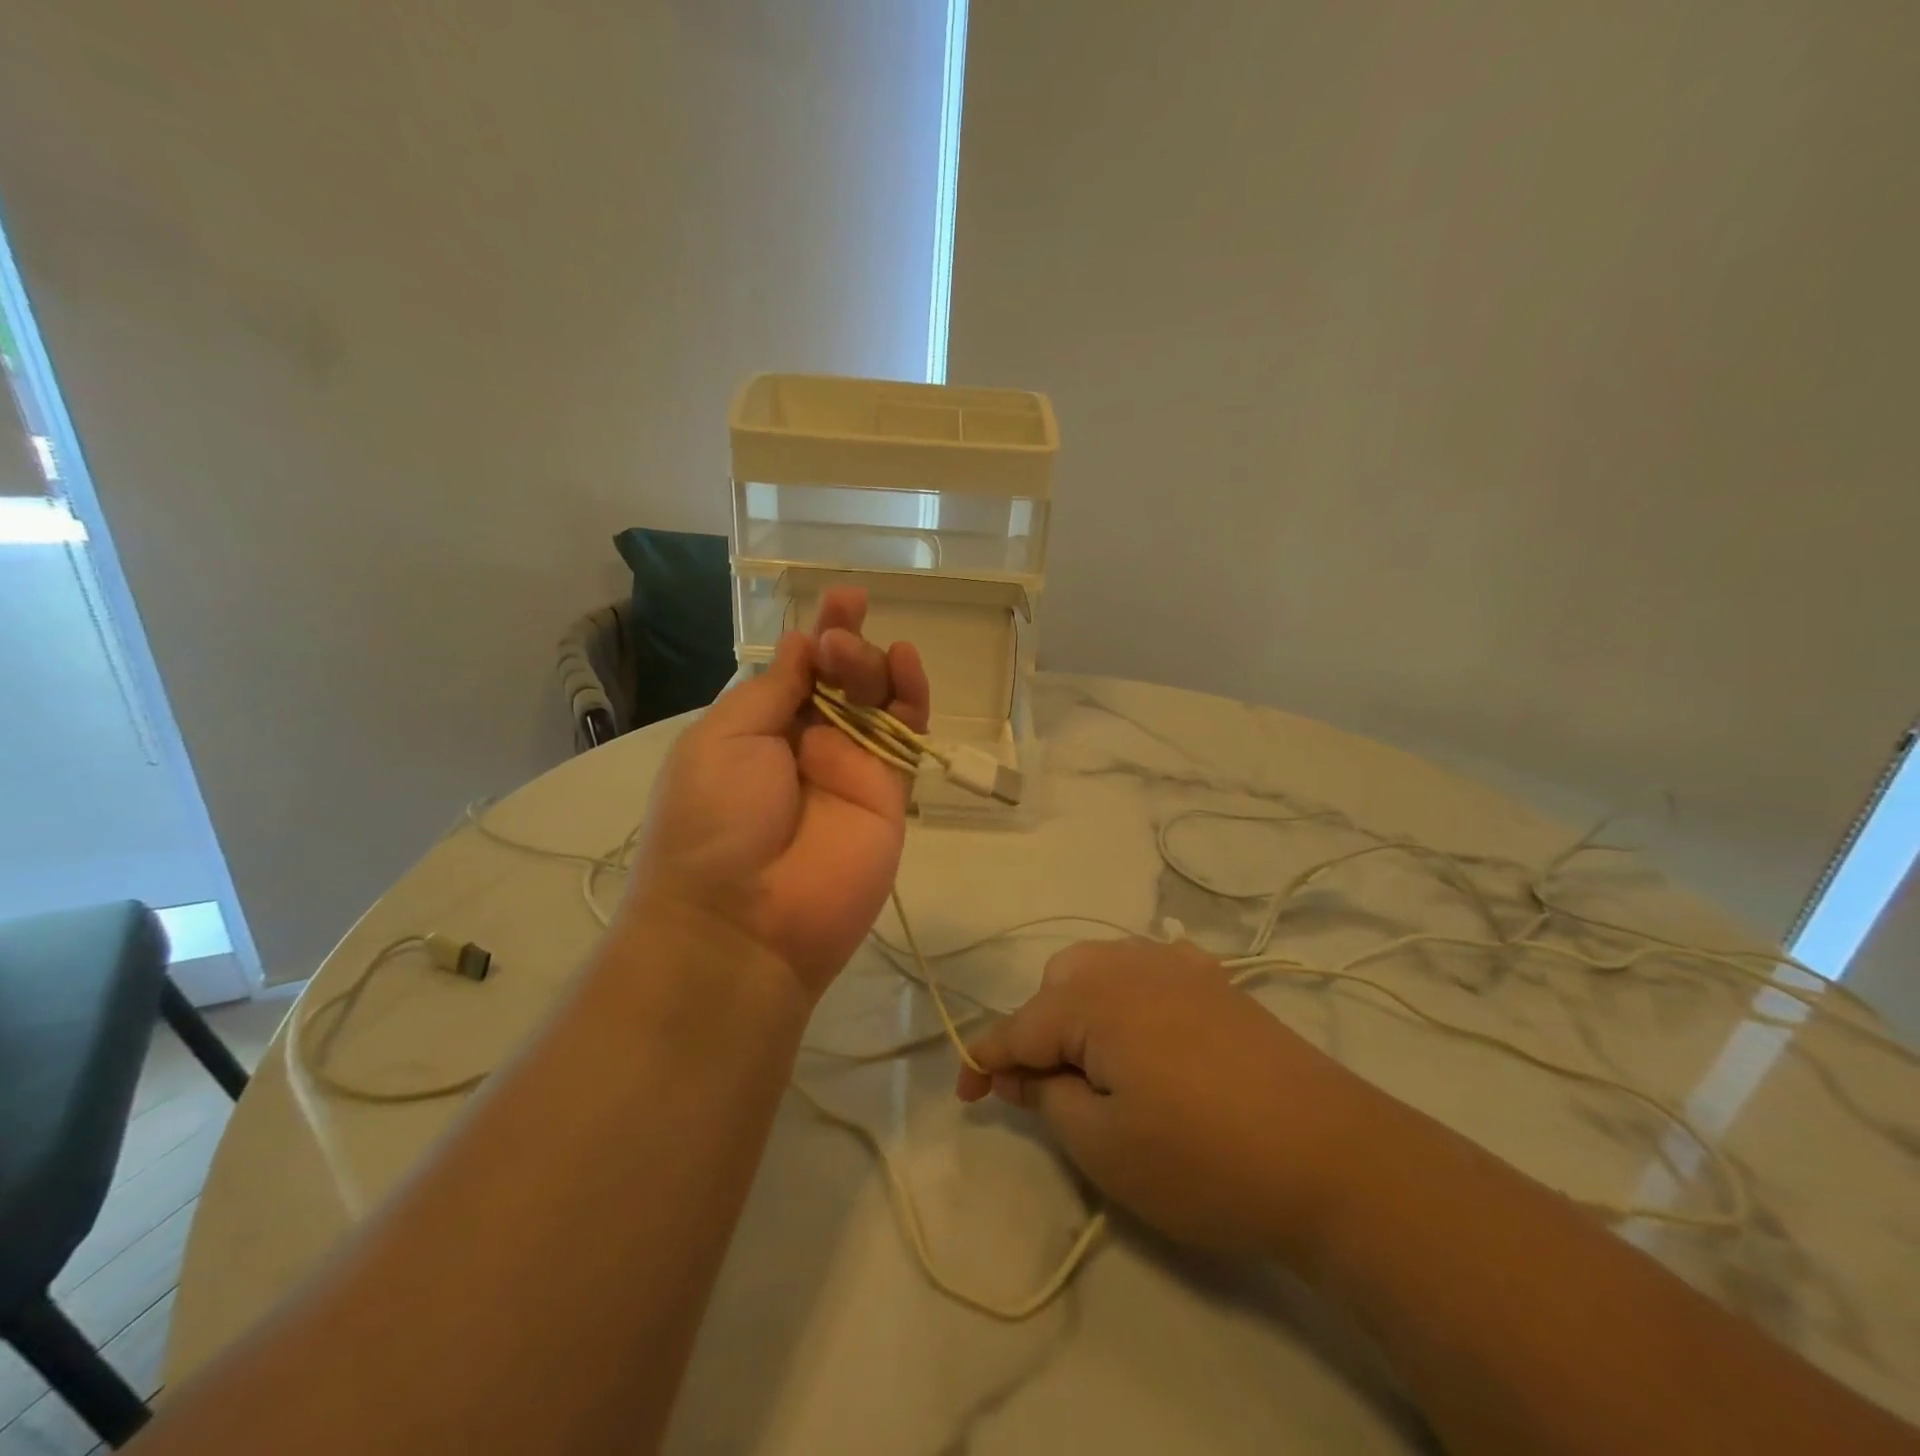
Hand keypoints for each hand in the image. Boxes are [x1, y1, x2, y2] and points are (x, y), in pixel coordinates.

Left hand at [626, 587, 929, 997]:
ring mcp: (851, 770)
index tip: (840, 598)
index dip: (818, 634)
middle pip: (841, 680)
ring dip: (872, 665)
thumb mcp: (723, 739)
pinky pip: (906, 739)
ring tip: (858, 654)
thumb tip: (802, 644)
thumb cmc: (713, 822)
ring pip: (877, 701)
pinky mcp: (889, 795)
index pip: (797, 671)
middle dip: (843, 647)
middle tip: (837, 642)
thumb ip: (772, 689)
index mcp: (758, 730)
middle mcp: (806, 745)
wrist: (744, 922)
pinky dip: (912, 699)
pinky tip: (908, 664)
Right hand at [957, 939, 1391, 1256]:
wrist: (1333, 1158)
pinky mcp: (1218, 981)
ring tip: (1097, 1063)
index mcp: (1093, 998)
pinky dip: (1130, 991)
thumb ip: (1047, 1099)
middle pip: (1058, 983)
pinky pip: (1151, 966)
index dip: (985, 1061)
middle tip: (1050, 1089)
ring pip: (1102, 967)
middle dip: (1040, 1030)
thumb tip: (1022, 1072)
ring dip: (1082, 1007)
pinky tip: (1147, 1025)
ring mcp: (1179, 965)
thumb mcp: (1104, 1147)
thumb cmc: (1203, 1160)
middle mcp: (1129, 963)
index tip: (967, 1094)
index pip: (1018, 1027)